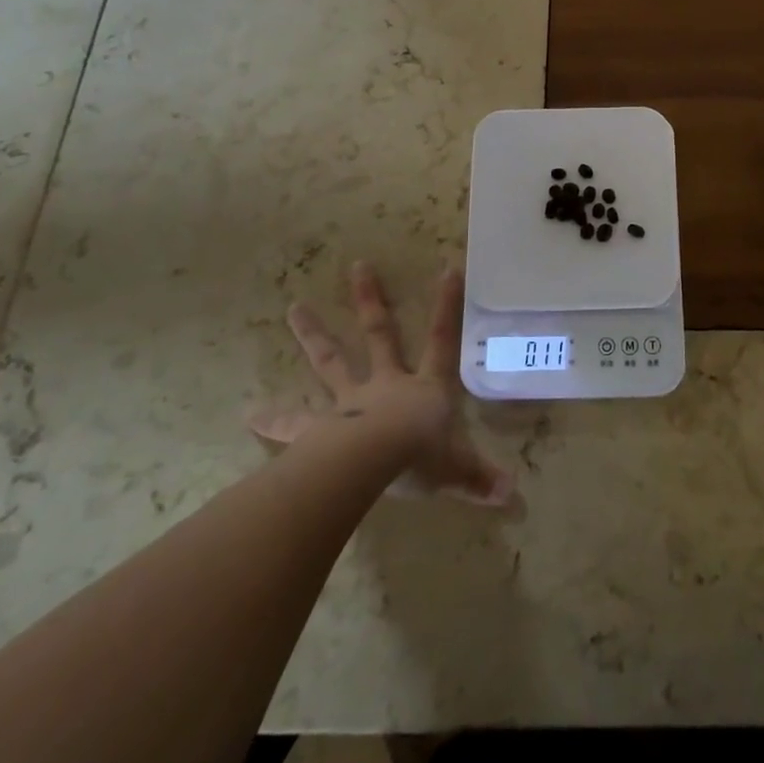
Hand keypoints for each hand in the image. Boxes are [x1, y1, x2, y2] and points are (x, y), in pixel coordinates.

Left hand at [249, 262, 512, 506]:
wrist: (372, 464)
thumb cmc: (420, 459)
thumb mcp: (457, 470)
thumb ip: (480, 479)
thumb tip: (513, 496)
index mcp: (424, 388)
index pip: (442, 339)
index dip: (446, 305)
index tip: (447, 268)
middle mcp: (387, 384)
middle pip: (379, 334)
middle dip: (370, 300)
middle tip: (357, 266)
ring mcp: (350, 401)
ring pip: (331, 361)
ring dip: (314, 334)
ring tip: (293, 308)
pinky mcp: (319, 428)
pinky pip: (294, 423)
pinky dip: (273, 419)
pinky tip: (250, 413)